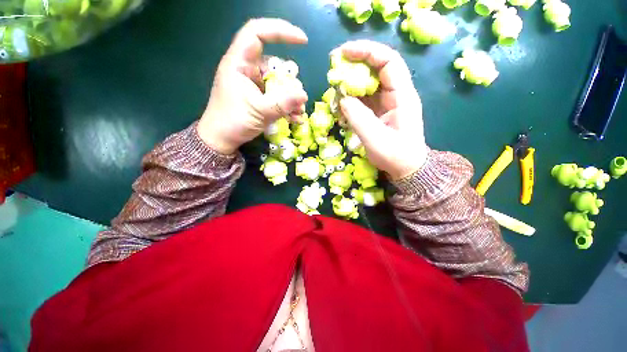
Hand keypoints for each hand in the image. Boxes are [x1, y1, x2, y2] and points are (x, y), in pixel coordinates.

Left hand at [197, 19, 308, 153]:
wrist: (222, 139)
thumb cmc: (233, 122)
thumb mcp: (259, 112)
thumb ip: (282, 103)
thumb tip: (304, 95)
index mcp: (240, 63)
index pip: (257, 33)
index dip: (280, 31)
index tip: (303, 41)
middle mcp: (248, 70)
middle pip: (276, 65)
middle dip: (291, 84)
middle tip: (298, 102)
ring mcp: (255, 84)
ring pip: (279, 83)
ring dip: (292, 99)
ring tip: (298, 114)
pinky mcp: (259, 97)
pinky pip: (278, 96)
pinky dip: (287, 106)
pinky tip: (295, 118)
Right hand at [337, 40, 427, 180]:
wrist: (406, 168)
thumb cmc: (395, 155)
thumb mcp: (376, 139)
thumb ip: (359, 118)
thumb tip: (342, 99)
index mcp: (402, 96)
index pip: (388, 62)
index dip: (367, 52)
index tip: (344, 53)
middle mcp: (396, 95)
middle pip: (377, 68)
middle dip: (355, 63)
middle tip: (334, 66)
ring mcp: (387, 103)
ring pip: (368, 84)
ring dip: (351, 83)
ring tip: (335, 87)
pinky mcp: (379, 112)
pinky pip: (364, 99)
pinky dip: (351, 98)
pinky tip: (341, 104)